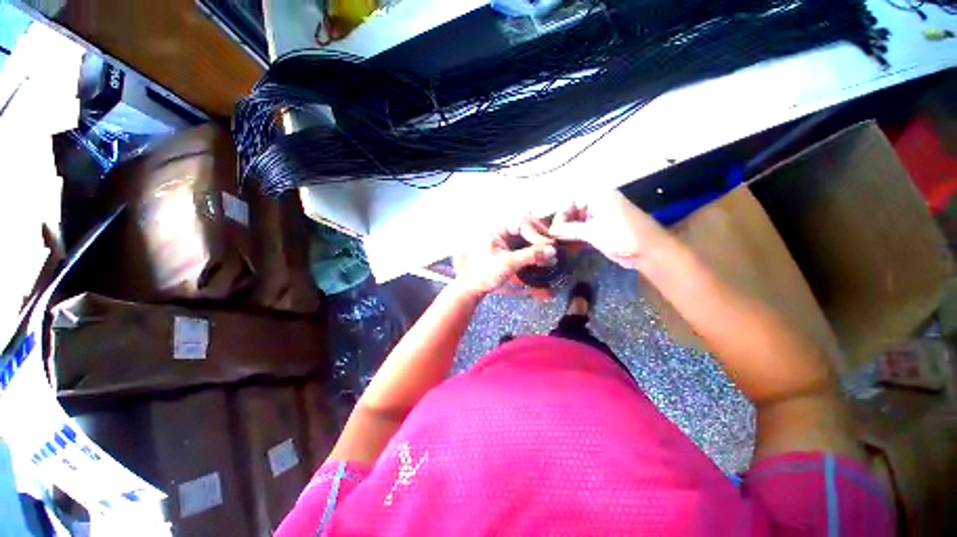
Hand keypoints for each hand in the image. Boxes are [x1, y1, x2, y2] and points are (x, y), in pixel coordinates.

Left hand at [453, 216, 556, 296]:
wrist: (472, 287)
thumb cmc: (484, 274)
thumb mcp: (508, 263)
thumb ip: (530, 255)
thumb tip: (552, 251)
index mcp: (495, 228)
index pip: (520, 222)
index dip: (536, 232)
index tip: (548, 245)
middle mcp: (500, 229)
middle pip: (525, 224)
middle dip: (539, 234)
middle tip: (551, 245)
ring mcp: (503, 238)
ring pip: (525, 233)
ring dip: (538, 241)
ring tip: (550, 252)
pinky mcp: (507, 247)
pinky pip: (523, 243)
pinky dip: (533, 249)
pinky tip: (542, 256)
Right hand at [549, 190, 667, 268]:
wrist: (649, 251)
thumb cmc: (622, 236)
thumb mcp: (593, 232)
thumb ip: (569, 230)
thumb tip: (550, 231)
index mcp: (597, 195)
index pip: (569, 202)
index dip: (560, 216)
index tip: (553, 232)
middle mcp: (597, 202)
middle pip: (571, 211)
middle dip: (562, 224)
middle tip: (554, 239)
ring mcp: (599, 215)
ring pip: (576, 221)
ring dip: (567, 232)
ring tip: (559, 243)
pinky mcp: (601, 228)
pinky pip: (583, 229)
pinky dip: (575, 236)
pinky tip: (568, 245)